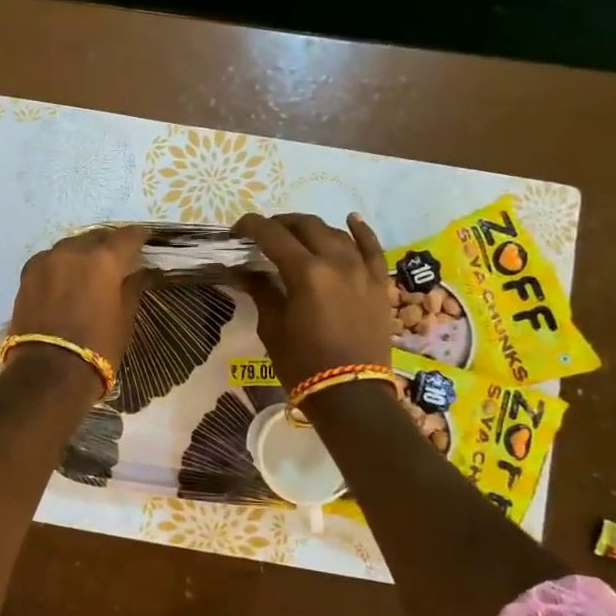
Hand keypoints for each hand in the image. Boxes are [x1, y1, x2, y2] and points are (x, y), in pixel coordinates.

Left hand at [9, 225, 152, 368]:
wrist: (48, 373)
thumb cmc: (97, 348)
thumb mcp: (124, 319)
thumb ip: (132, 288)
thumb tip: (141, 272)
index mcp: (104, 260)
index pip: (127, 236)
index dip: (139, 236)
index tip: (145, 239)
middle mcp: (74, 251)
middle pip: (96, 236)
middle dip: (109, 242)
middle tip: (119, 254)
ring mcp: (47, 260)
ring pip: (70, 245)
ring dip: (83, 251)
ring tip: (91, 266)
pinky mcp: (27, 274)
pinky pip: (50, 259)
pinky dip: (62, 263)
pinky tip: (66, 276)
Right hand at [232, 213, 393, 386]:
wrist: (350, 395)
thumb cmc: (303, 363)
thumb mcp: (273, 327)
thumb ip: (261, 291)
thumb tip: (244, 271)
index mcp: (305, 273)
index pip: (273, 235)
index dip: (251, 227)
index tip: (237, 231)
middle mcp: (336, 262)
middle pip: (306, 226)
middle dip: (280, 224)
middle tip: (264, 235)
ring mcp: (362, 271)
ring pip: (336, 234)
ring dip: (312, 229)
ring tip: (296, 235)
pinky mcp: (379, 284)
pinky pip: (372, 249)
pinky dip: (361, 232)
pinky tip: (351, 220)